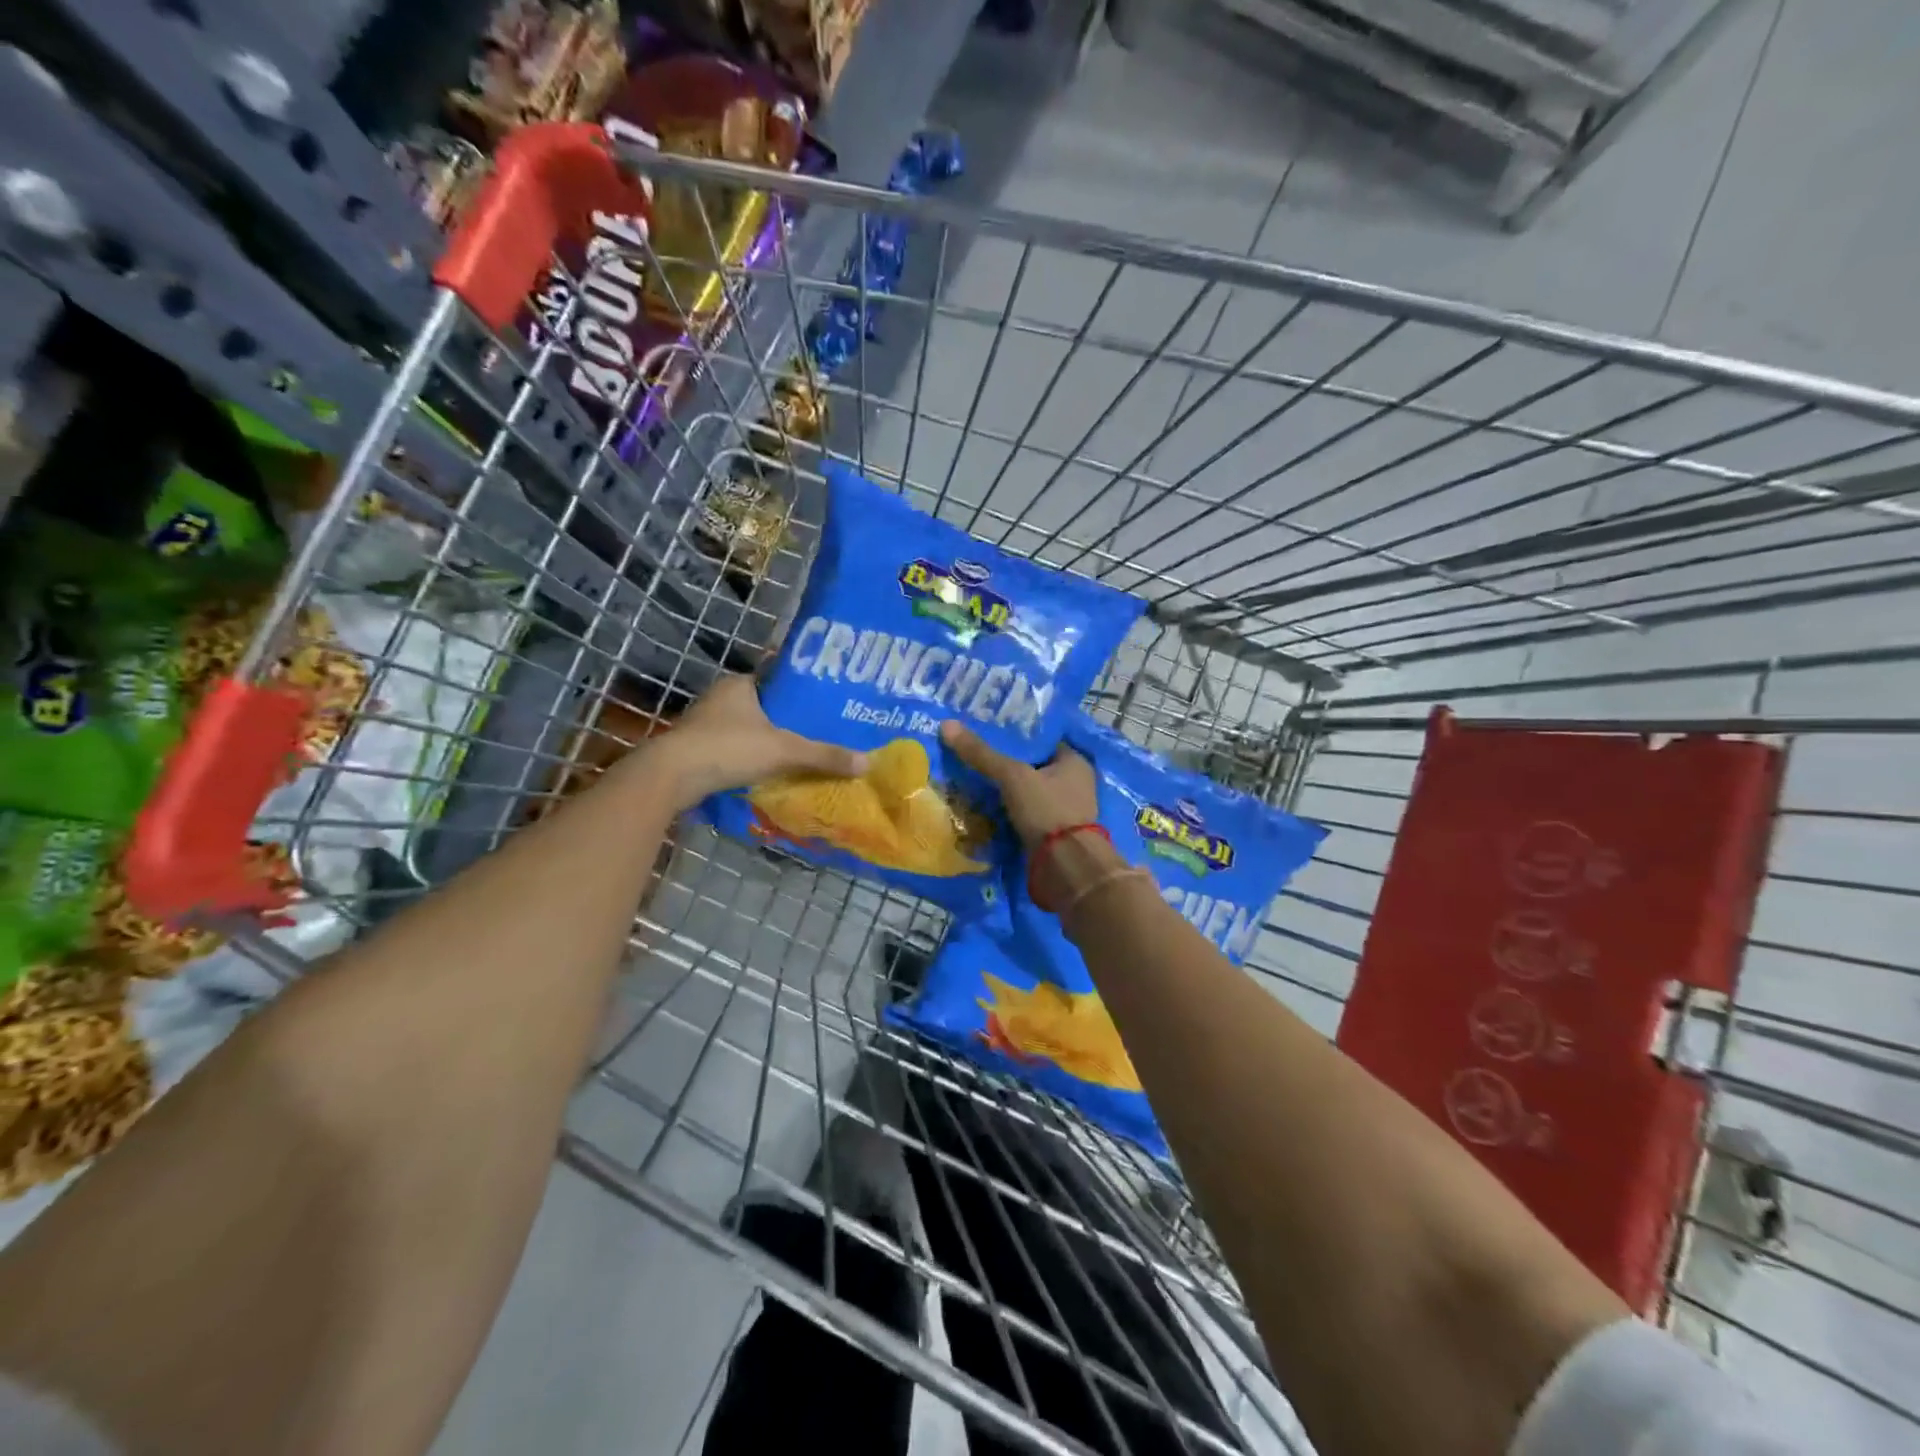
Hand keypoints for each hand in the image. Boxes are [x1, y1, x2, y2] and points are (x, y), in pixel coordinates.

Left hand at [652, 675, 865, 810]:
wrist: (670, 777)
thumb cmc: (728, 748)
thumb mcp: (783, 750)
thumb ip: (824, 755)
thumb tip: (868, 762)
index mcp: (740, 684)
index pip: (777, 680)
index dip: (801, 692)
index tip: (825, 704)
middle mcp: (720, 698)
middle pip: (764, 707)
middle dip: (788, 720)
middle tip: (821, 732)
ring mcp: (704, 724)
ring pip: (747, 730)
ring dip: (768, 741)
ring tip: (802, 754)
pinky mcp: (696, 750)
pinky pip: (734, 750)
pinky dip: (751, 759)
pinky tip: (770, 772)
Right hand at [939, 720, 1096, 848]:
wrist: (1065, 868)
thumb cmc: (1047, 810)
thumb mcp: (1012, 776)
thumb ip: (982, 754)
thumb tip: (948, 725)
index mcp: (1074, 761)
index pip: (1041, 739)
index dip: (1014, 734)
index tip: (985, 731)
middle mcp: (1074, 783)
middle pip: (1033, 766)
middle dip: (1006, 764)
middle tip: (973, 755)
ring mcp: (1065, 810)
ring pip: (1028, 792)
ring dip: (1005, 790)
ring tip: (971, 780)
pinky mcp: (1053, 833)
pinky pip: (1026, 814)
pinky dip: (1008, 811)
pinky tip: (983, 807)